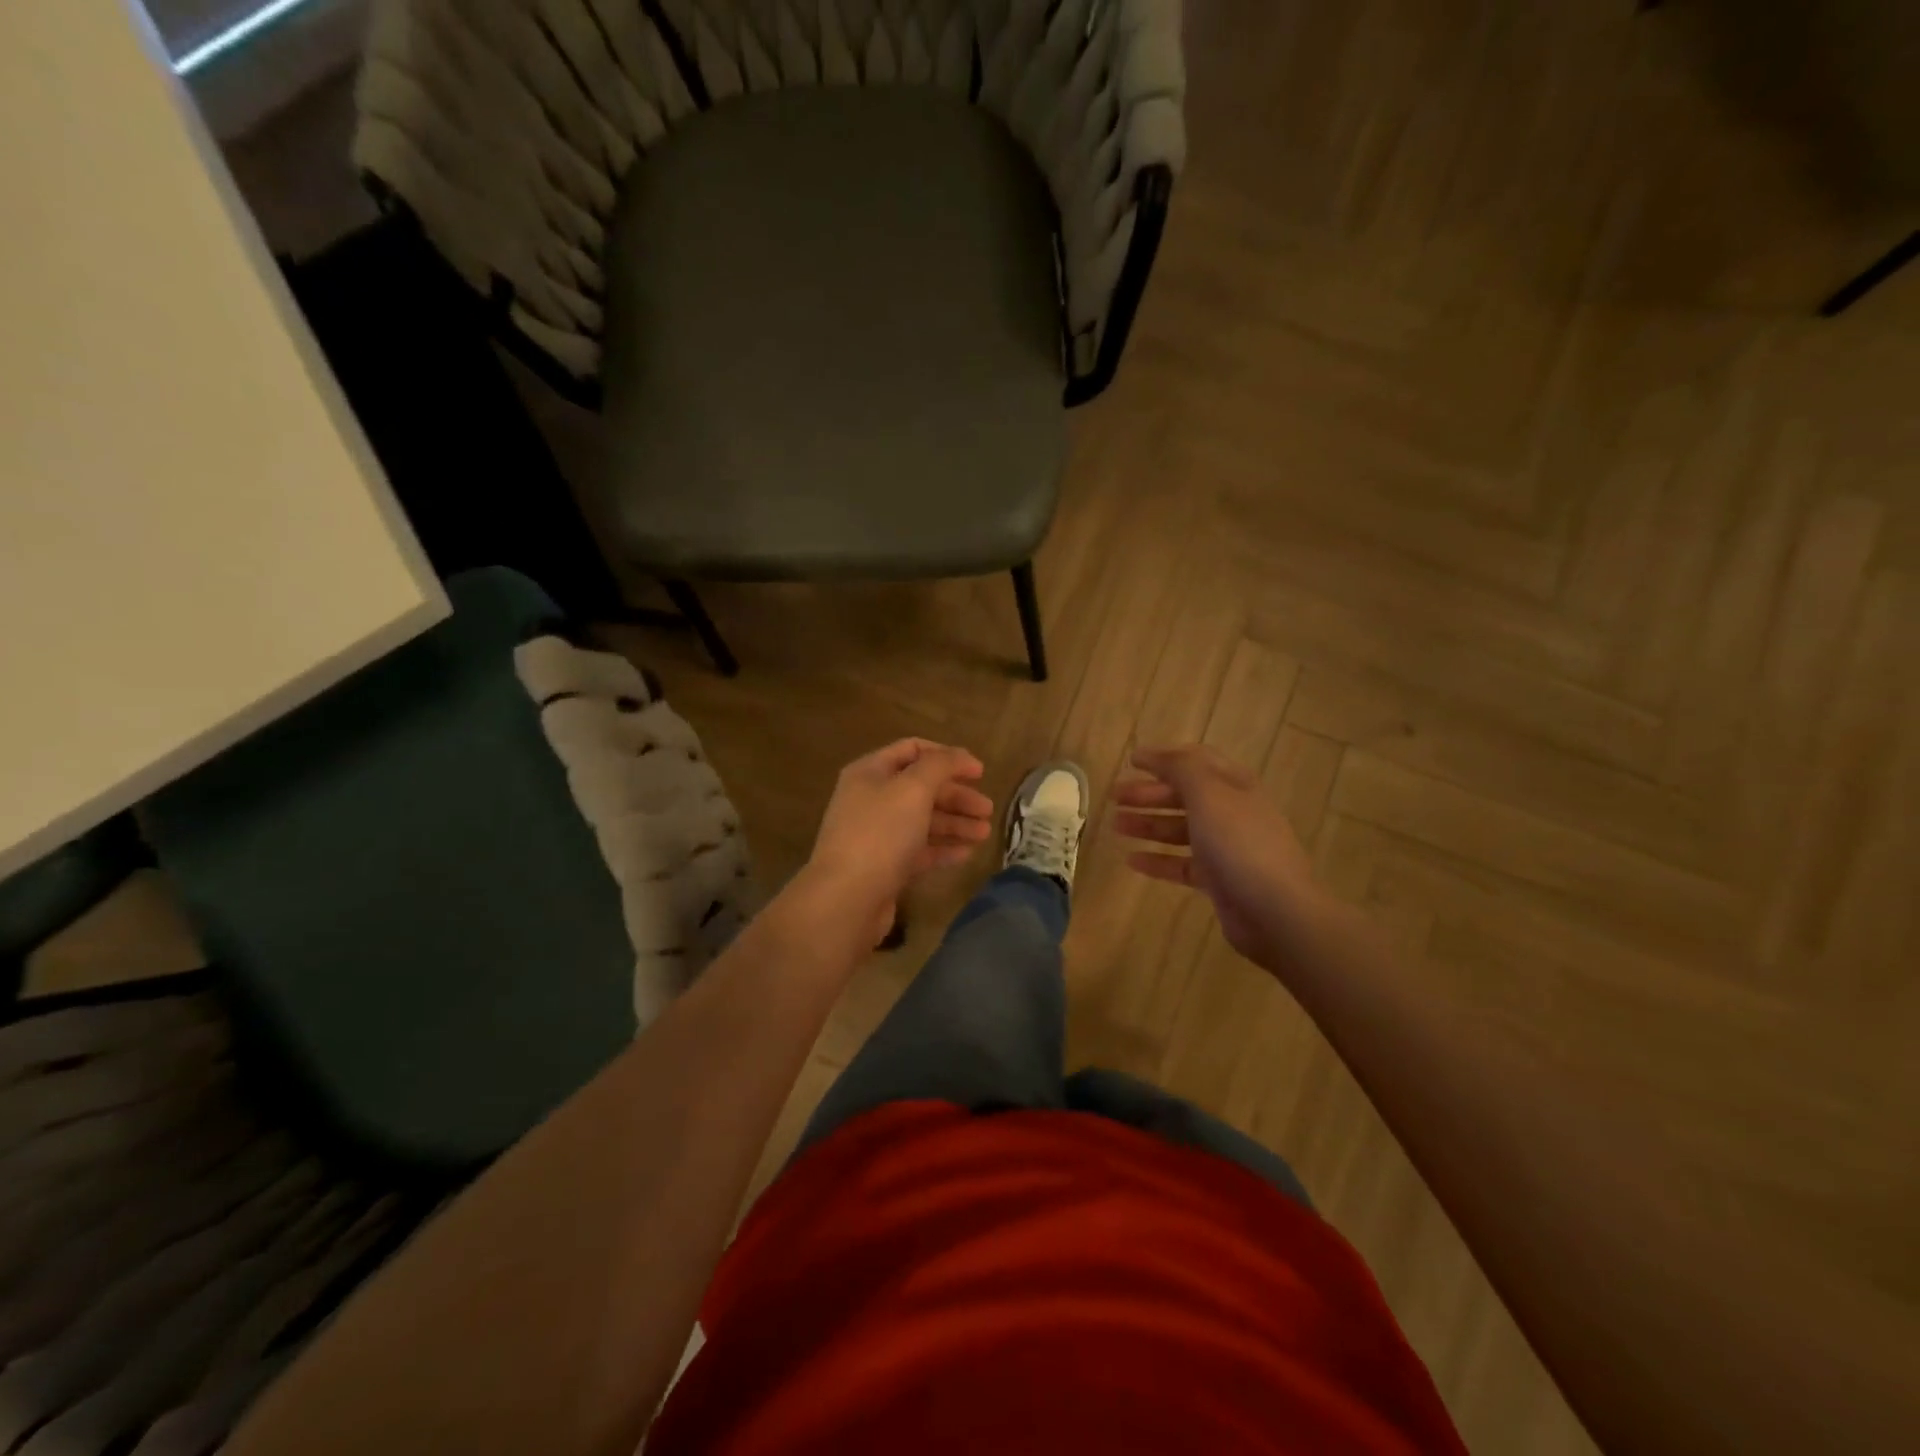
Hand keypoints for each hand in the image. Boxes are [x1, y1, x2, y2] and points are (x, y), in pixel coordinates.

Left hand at [807, 739, 994, 944]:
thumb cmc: (881, 833)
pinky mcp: (885, 866)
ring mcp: (877, 835)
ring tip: (985, 833)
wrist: (847, 898)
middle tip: (987, 809)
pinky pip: (919, 850)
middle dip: (957, 796)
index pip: (913, 750)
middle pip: (921, 788)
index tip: (980, 772)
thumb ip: (941, 765)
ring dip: (955, 823)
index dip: (948, 757)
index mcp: (871, 772)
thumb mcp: (913, 788)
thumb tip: (961, 756)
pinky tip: (967, 854)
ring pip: (922, 821)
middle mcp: (871, 799)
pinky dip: (943, 848)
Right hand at [1113, 745, 1320, 974]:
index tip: (1130, 761)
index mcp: (1234, 785)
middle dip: (1148, 792)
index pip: (1196, 761)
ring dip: (1148, 823)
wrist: (1275, 910)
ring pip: (1179, 829)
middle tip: (1115, 796)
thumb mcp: (1208, 793)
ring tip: (1116, 825)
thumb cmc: (1239, 843)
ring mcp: (1226, 847)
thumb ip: (1181, 768)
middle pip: (1184, 795)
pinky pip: (1181, 863)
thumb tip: (1156, 755)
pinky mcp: (1219, 879)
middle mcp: (1231, 812)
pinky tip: (1131, 861)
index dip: (1164, 757)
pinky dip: (1157, 860)